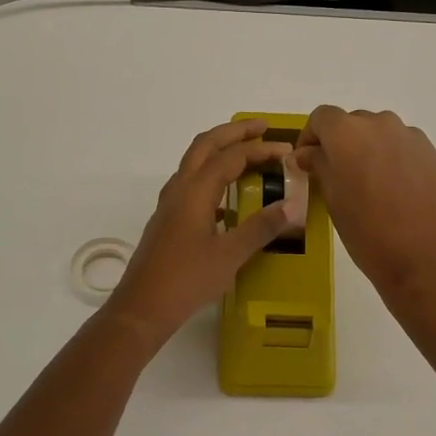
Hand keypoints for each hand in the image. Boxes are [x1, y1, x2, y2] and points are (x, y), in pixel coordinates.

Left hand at [104, 119, 299, 346]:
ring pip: (194, 162)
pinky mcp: (167, 220)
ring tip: (246, 153)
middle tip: (262, 127)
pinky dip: (211, 175)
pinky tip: (227, 198)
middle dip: (234, 133)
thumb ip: (261, 228)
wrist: (141, 308)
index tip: (287, 152)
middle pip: (205, 145)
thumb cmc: (186, 280)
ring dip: (219, 150)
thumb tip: (293, 206)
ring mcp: (169, 204)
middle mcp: (179, 189)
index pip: (231, 157)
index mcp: (195, 192)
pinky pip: (190, 183)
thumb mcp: (230, 255)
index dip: (260, 150)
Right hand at [294, 106, 435, 303]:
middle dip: (341, 144)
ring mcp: (411, 137)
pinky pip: (404, 147)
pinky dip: (394, 160)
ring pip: (381, 134)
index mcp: (347, 133)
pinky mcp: (433, 154)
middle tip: (338, 177)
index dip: (310, 137)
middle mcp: (380, 124)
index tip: (307, 162)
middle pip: (352, 123)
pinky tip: (396, 191)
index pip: (321, 117)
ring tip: (370, 185)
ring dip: (369, 150)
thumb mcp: (332, 199)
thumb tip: (308, 153)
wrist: (425, 260)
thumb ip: (319, 165)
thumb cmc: (367, 232)